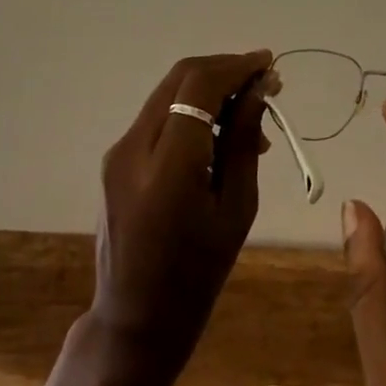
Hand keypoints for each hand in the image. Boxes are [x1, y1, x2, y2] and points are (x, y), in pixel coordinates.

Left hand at [90, 50, 278, 372]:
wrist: (135, 320)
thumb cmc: (197, 274)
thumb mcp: (235, 209)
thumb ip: (243, 141)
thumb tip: (259, 90)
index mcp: (167, 166)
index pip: (199, 86)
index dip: (236, 67)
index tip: (269, 65)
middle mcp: (133, 147)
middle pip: (181, 78)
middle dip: (225, 70)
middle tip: (264, 83)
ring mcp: (118, 151)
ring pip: (168, 91)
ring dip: (210, 88)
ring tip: (250, 113)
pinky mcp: (116, 158)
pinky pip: (159, 115)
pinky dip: (191, 108)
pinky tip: (219, 132)